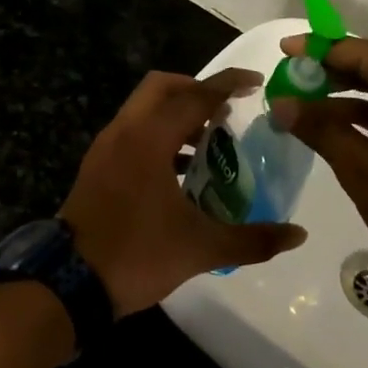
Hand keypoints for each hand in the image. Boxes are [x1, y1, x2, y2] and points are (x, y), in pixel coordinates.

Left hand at [61, 70, 307, 318]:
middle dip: (196, 89)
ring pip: (144, 109)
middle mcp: (124, 132)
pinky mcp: (97, 167)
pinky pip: (133, 132)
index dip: (228, 84)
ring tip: (209, 140)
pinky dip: (159, 135)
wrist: (68, 285)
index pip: (196, 96)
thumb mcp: (201, 248)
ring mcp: (105, 148)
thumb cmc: (137, 255)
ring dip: (177, 114)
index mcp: (149, 139)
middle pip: (162, 87)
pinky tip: (180, 170)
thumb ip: (253, 239)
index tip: (256, 82)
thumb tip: (298, 234)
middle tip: (226, 110)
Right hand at [272, 36, 367, 291]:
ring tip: (304, 100)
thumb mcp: (363, 169)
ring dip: (348, 95)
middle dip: (332, 72)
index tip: (284, 50)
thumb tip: (280, 103)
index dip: (321, 51)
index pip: (366, 54)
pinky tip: (334, 123)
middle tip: (290, 76)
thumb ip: (320, 129)